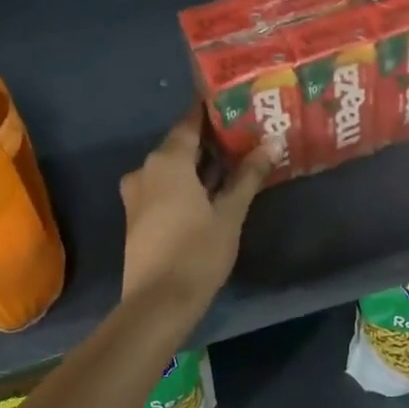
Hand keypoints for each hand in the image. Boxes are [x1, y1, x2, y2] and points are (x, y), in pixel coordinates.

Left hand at [119, 109, 273, 307]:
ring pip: (173, 168)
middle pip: (181, 145)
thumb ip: (248, 176)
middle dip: (212, 140)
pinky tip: (213, 191)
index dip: (212, 112)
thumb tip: (271, 143)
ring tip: (236, 162)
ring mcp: (138, 194)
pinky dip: (187, 183)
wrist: (157, 303)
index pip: (190, 123)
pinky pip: (165, 186)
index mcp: (167, 161)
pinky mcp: (138, 216)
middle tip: (246, 134)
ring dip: (201, 165)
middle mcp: (146, 169)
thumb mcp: (230, 213)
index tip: (236, 104)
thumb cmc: (197, 251)